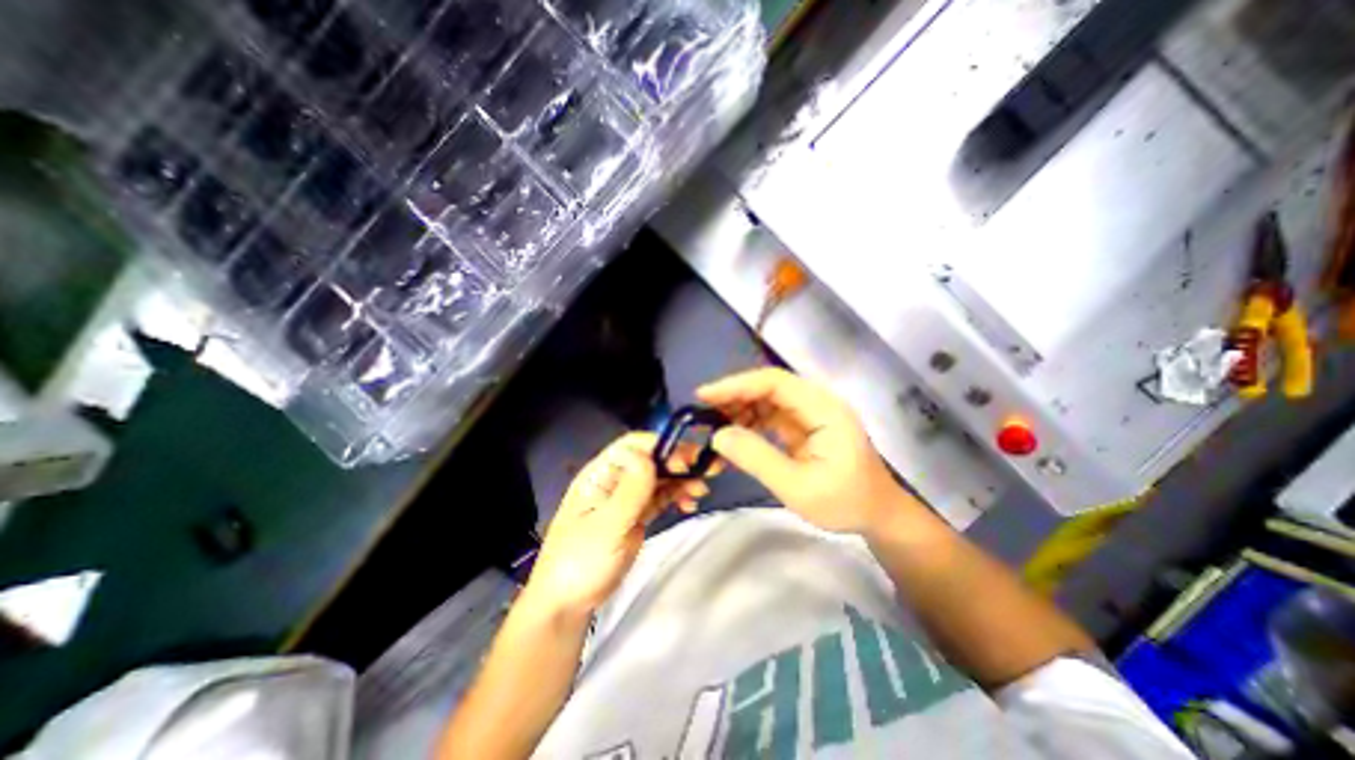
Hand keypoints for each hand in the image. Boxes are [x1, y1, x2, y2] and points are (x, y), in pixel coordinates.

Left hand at [520, 430, 710, 621]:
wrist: (568, 603)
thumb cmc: (580, 562)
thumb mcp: (607, 527)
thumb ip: (630, 491)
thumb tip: (649, 454)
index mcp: (601, 473)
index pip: (634, 446)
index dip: (662, 447)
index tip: (686, 461)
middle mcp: (615, 478)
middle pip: (651, 459)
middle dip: (679, 461)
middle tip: (709, 469)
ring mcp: (626, 496)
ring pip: (659, 477)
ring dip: (682, 479)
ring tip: (701, 491)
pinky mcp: (636, 513)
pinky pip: (660, 496)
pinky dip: (677, 495)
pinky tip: (689, 503)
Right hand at [698, 365, 909, 532]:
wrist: (878, 514)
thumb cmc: (845, 503)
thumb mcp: (798, 488)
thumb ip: (757, 459)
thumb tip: (717, 435)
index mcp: (824, 409)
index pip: (775, 382)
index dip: (737, 384)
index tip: (705, 395)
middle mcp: (818, 402)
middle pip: (769, 386)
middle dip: (734, 395)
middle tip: (702, 412)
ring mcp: (812, 412)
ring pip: (768, 398)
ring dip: (739, 408)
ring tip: (713, 424)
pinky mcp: (805, 424)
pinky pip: (771, 414)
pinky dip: (750, 421)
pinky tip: (733, 433)